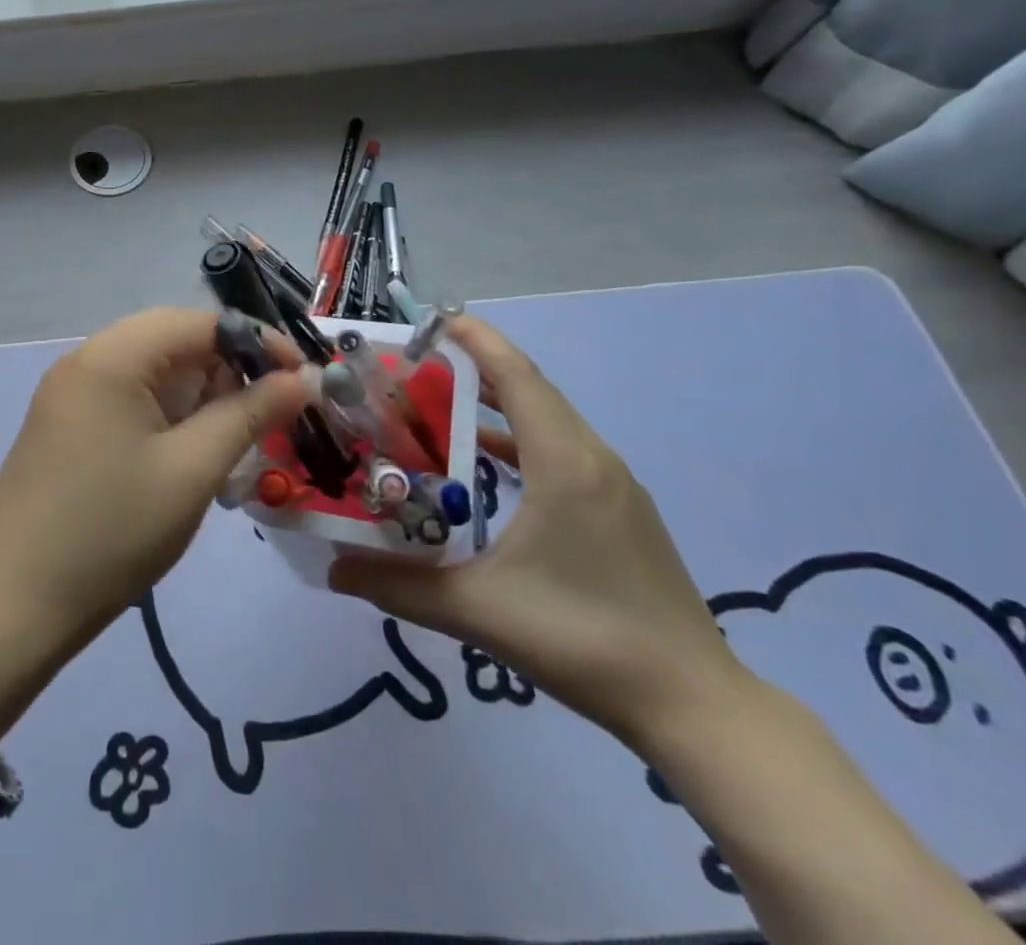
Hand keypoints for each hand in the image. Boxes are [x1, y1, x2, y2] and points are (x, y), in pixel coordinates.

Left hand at [0, 307, 309, 658]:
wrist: (10, 604)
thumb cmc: (111, 532)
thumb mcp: (192, 470)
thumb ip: (249, 415)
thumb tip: (299, 379)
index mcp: (112, 356)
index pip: (199, 323)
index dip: (256, 342)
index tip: (302, 378)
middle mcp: (86, 360)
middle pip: (173, 342)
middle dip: (228, 370)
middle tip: (270, 413)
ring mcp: (70, 393)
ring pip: (153, 373)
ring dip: (200, 396)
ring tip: (236, 440)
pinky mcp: (66, 425)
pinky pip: (129, 400)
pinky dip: (168, 416)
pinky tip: (190, 454)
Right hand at [329, 315, 747, 750]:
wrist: (693, 706)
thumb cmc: (584, 639)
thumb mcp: (480, 610)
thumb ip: (400, 585)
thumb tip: (333, 570)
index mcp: (565, 463)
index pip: (517, 377)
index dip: (476, 341)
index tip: (432, 319)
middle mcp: (593, 459)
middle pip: (529, 390)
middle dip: (473, 367)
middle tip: (413, 365)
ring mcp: (613, 485)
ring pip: (547, 420)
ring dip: (495, 403)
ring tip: (438, 404)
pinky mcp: (619, 511)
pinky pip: (560, 450)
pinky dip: (518, 439)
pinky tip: (483, 460)